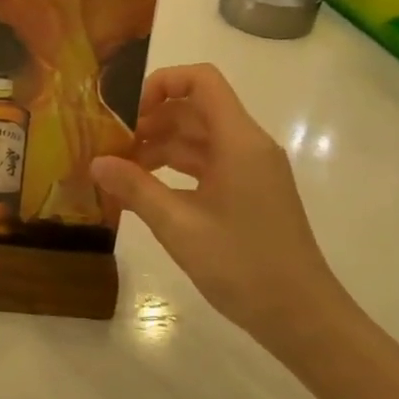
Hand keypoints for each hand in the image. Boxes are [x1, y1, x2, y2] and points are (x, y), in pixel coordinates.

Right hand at [91, 64, 344, 337]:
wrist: (302, 318)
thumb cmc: (243, 266)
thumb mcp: (179, 226)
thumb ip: (136, 189)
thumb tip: (96, 162)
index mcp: (239, 141)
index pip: (202, 81)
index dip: (162, 82)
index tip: (127, 111)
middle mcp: (248, 145)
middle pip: (195, 109)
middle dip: (151, 119)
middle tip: (111, 143)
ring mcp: (251, 170)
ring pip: (199, 138)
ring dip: (160, 146)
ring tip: (120, 168)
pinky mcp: (249, 192)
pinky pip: (207, 164)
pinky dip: (176, 168)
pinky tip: (145, 189)